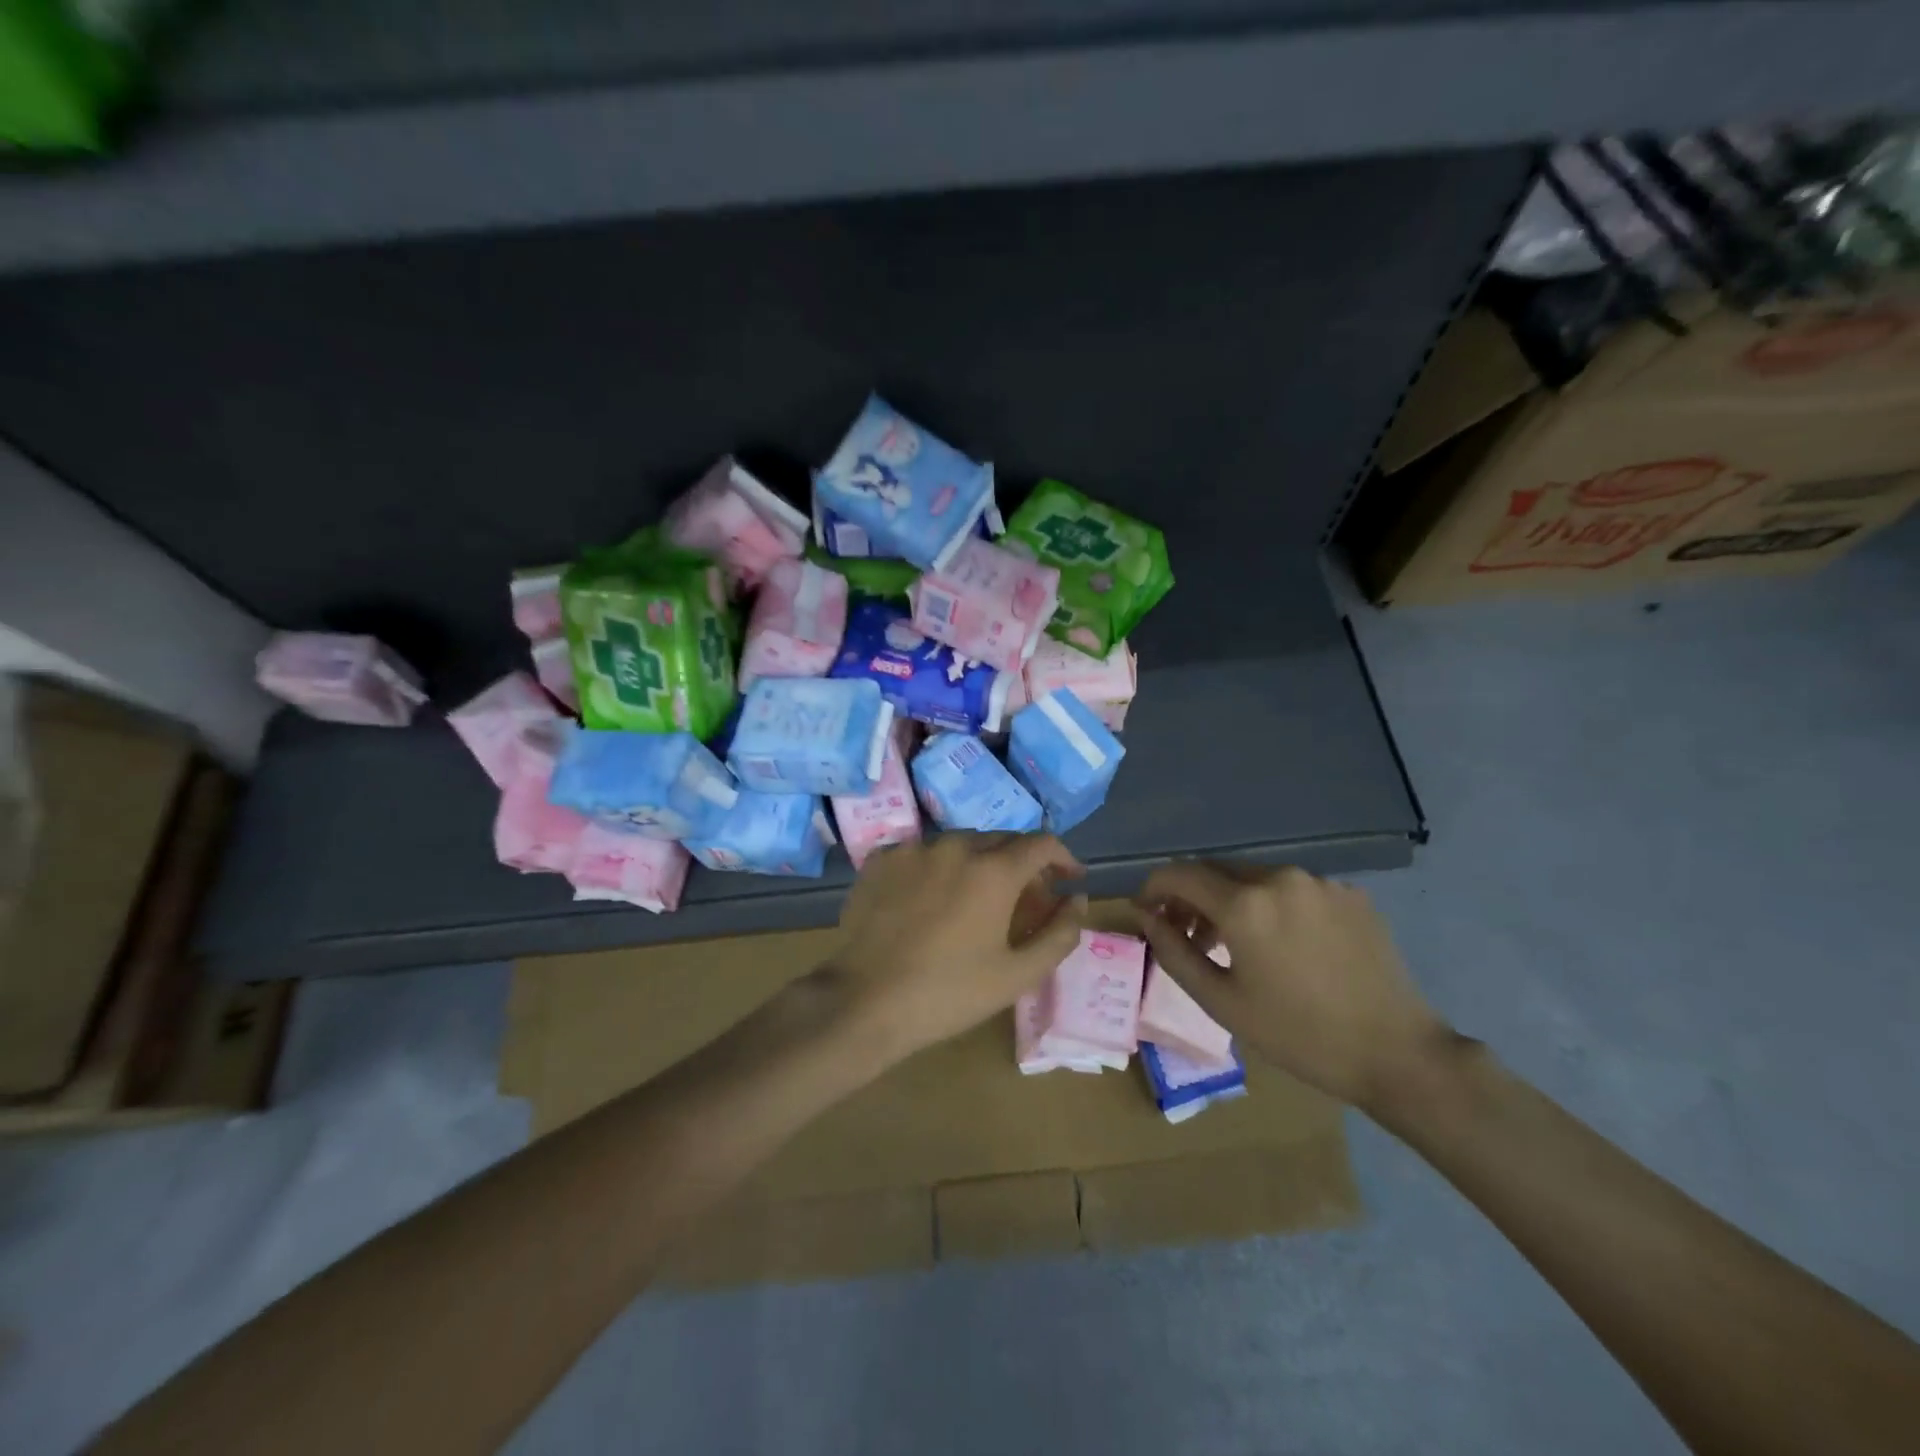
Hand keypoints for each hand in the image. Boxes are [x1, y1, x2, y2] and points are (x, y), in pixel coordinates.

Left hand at [833, 833, 1086, 1060]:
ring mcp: (913, 848)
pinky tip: (931, 900)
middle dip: (1022, 865)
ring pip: (960, 845)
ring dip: (979, 864)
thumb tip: (1077, 899)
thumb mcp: (1018, 973)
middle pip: (1001, 841)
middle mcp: (955, 846)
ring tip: (975, 900)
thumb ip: (1060, 933)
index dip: (1063, 858)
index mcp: (993, 870)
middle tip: (1025, 901)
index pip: (1042, 843)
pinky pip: (922, 854)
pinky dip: (937, 869)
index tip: (1069, 880)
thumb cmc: (949, 993)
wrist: (864, 1001)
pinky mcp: (880, 859)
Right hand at [1134, 862, 1448, 1108]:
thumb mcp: (1222, 1002)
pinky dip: (1272, 906)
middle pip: (1217, 871)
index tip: (1146, 911)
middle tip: (1187, 934)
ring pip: (1255, 878)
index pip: (1179, 873)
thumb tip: (1146, 917)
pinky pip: (1293, 889)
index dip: (1153, 887)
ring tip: (1235, 944)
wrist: (1398, 1053)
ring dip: (1232, 901)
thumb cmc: (1298, 1035)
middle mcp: (1280, 877)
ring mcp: (1320, 882)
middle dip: (1192, 896)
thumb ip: (1173, 952)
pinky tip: (1284, 945)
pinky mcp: (1350, 894)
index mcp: (1245, 904)